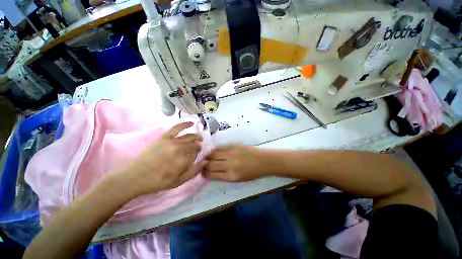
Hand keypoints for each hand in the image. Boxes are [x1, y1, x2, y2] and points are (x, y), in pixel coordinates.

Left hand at [117, 122, 203, 196]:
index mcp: (183, 160)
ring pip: (188, 136)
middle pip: (193, 145)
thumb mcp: (178, 182)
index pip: (196, 154)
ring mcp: (172, 141)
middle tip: (199, 148)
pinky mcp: (164, 137)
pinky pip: (177, 128)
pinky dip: (185, 124)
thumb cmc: (158, 181)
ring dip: (196, 136)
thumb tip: (205, 162)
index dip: (197, 154)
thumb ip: (193, 171)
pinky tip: (192, 123)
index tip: (196, 156)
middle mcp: (180, 149)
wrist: (136, 176)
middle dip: (198, 146)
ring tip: (200, 137)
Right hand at [202, 145, 270, 181]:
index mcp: (231, 175)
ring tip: (206, 158)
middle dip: (204, 165)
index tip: (202, 172)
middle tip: (202, 165)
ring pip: (214, 154)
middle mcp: (229, 164)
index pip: (212, 174)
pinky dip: (214, 150)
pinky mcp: (233, 146)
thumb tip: (213, 172)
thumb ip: (225, 176)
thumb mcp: (239, 179)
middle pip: (211, 164)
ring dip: (208, 157)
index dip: (205, 173)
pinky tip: (213, 152)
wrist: (263, 161)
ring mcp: (231, 153)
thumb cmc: (252, 173)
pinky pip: (220, 148)